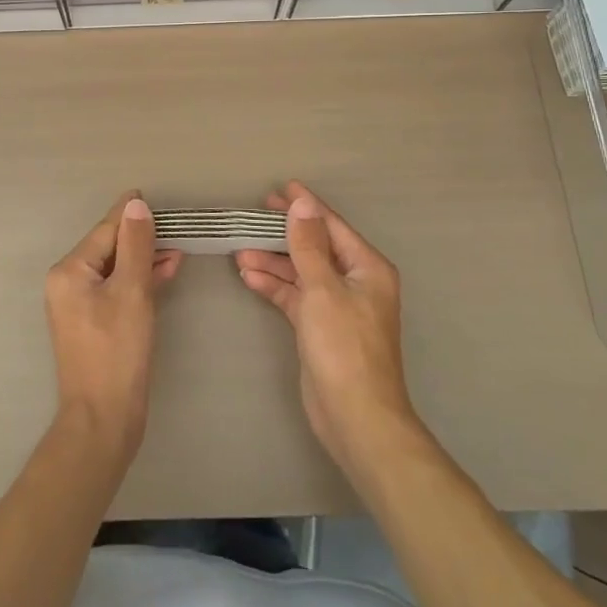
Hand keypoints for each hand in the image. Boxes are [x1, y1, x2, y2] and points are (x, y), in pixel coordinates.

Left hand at [44, 192, 182, 462]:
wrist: (103, 421)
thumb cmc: (117, 352)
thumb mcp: (131, 292)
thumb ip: (135, 245)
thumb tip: (135, 206)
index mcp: (70, 271)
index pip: (105, 230)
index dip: (130, 215)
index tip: (149, 196)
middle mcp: (68, 283)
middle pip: (109, 247)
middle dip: (141, 237)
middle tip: (174, 225)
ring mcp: (79, 305)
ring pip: (115, 269)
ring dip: (144, 258)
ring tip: (177, 248)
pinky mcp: (93, 324)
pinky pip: (117, 290)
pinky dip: (139, 281)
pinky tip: (165, 272)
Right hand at [235, 182, 418, 474]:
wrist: (355, 417)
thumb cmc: (344, 347)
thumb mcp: (323, 288)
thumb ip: (309, 245)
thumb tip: (303, 204)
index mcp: (367, 267)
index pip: (331, 226)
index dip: (306, 206)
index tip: (280, 188)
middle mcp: (355, 282)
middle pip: (315, 247)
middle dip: (284, 232)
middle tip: (253, 215)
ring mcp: (337, 306)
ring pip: (301, 272)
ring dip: (273, 261)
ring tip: (239, 250)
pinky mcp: (320, 328)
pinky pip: (295, 296)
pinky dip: (274, 286)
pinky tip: (249, 276)